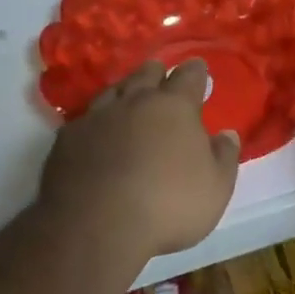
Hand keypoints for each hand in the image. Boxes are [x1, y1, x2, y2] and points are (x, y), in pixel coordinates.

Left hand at [38, 59, 241, 258]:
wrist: (95, 225)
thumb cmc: (168, 205)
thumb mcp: (215, 188)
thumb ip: (224, 157)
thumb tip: (227, 134)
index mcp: (175, 107)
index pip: (189, 76)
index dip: (196, 71)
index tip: (199, 67)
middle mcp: (135, 101)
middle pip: (147, 74)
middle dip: (157, 73)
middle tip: (162, 76)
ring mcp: (98, 116)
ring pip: (114, 90)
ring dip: (125, 90)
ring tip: (128, 96)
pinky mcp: (67, 138)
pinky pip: (86, 118)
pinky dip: (96, 120)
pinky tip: (96, 131)